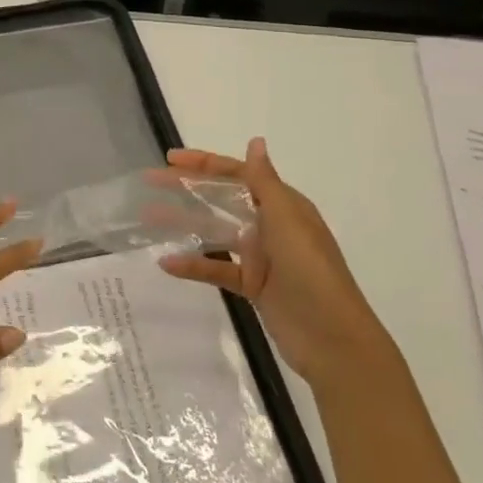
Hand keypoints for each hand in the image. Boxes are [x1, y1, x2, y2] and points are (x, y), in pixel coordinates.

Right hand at [160, 137, 391, 383]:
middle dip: (188, 188)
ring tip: (149, 216)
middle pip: (222, 198)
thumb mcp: (287, 221)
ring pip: (215, 231)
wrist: (333, 339)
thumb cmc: (311, 272)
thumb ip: (264, 182)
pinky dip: (194, 265)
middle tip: (151, 181)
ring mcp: (260, 256)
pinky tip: (167, 263)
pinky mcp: (252, 285)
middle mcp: (270, 225)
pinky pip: (217, 269)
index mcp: (282, 205)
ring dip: (184, 222)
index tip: (170, 159)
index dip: (203, 164)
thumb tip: (255, 142)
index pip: (237, 174)